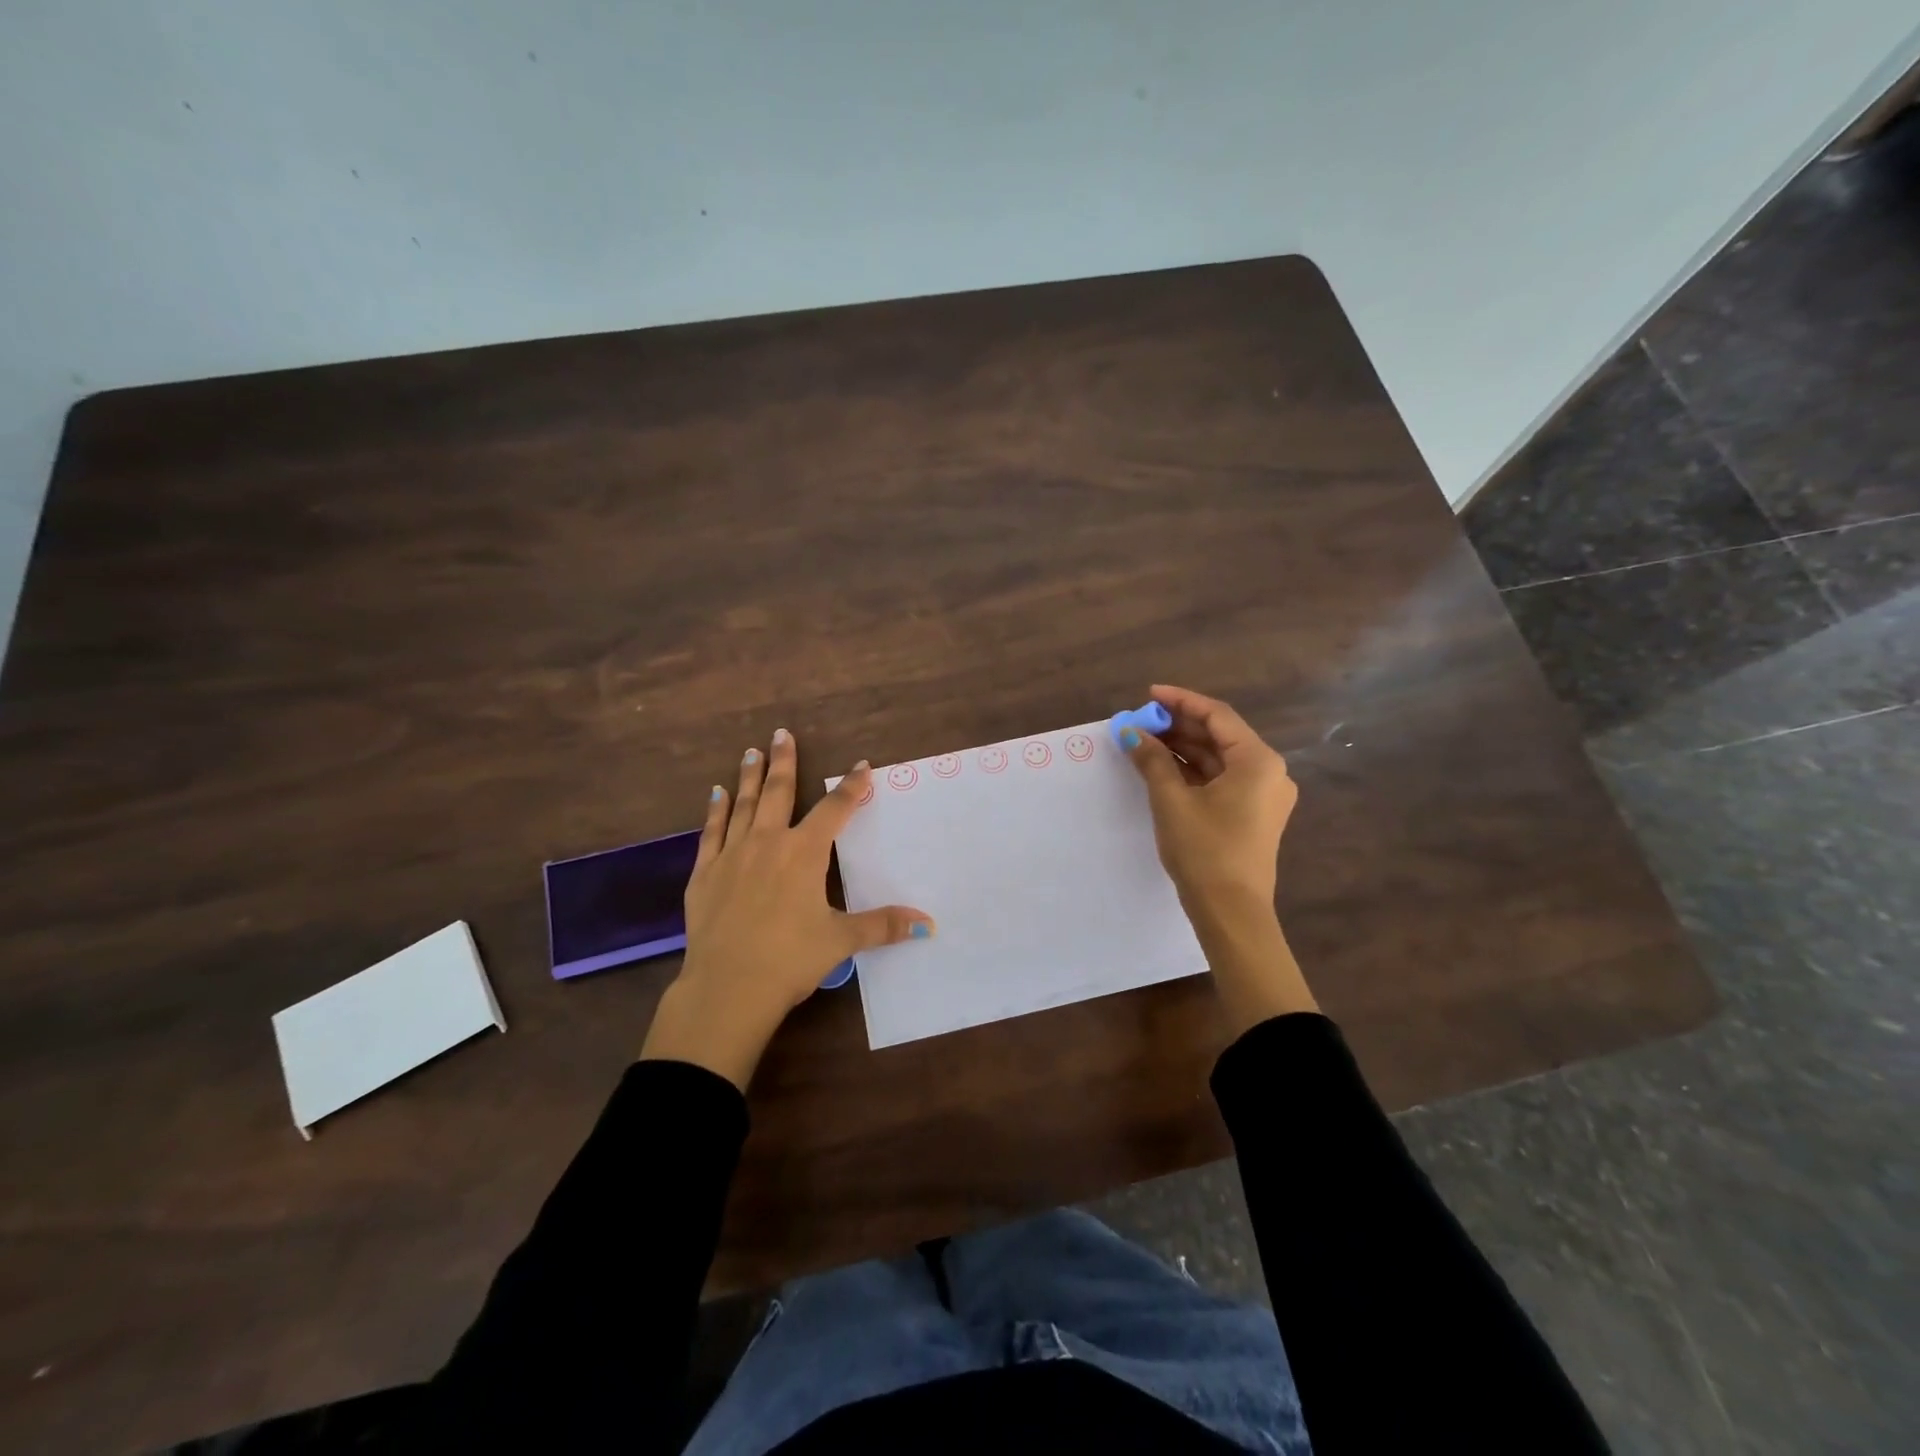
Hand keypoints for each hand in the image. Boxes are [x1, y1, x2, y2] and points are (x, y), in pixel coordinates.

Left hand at [639, 728, 933, 1089]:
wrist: (727, 988)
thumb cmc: (790, 960)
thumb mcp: (841, 941)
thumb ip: (883, 926)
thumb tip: (928, 924)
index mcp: (804, 854)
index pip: (835, 810)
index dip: (851, 787)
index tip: (862, 766)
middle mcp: (768, 843)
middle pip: (778, 793)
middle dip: (784, 761)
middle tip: (781, 733)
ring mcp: (732, 855)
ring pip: (743, 805)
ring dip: (750, 777)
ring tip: (752, 751)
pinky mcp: (705, 874)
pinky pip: (711, 832)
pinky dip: (715, 811)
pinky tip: (716, 794)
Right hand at [1121, 684, 1317, 1030]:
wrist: (1231, 912)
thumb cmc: (1204, 850)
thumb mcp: (1171, 800)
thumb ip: (1152, 760)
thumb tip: (1130, 732)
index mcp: (1257, 761)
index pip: (1217, 715)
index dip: (1181, 701)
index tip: (1149, 695)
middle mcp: (1268, 772)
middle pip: (1220, 736)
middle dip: (1179, 726)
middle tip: (1141, 721)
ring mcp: (1263, 795)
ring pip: (1219, 759)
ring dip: (1184, 748)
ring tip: (1145, 741)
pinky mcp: (1253, 814)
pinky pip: (1222, 780)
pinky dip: (1193, 771)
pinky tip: (1163, 767)